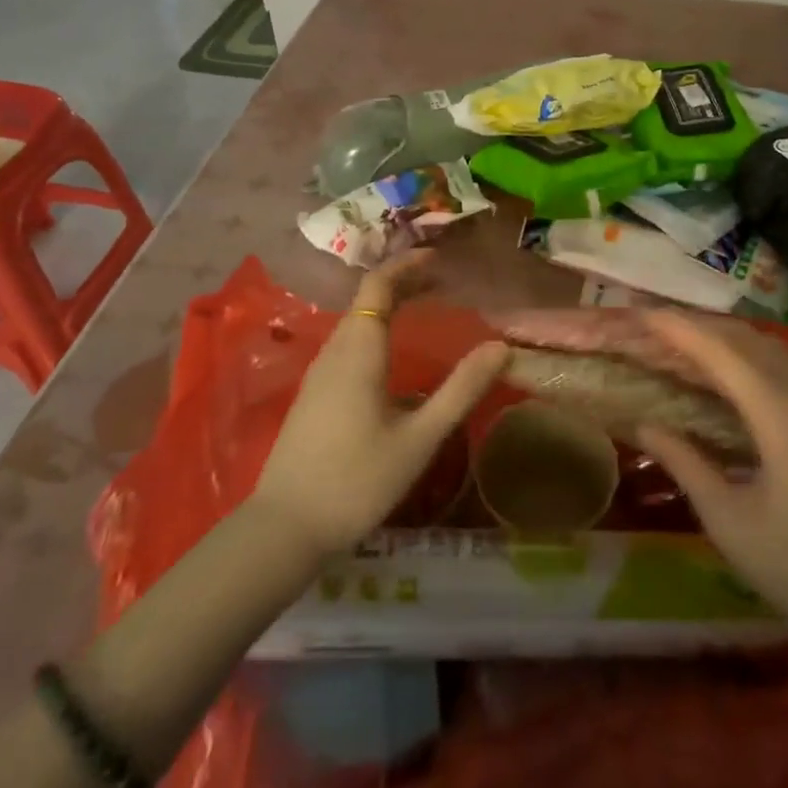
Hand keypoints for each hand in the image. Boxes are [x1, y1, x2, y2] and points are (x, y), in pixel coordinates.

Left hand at [250, 250, 508, 556]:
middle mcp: (334, 351)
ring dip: (389, 306)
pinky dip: (375, 330)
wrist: (285, 529)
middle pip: (367, 299)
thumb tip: (502, 347)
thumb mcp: (419, 438)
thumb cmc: (357, 480)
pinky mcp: (313, 395)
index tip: (440, 258)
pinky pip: (348, 343)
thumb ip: (461, 390)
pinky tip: (393, 356)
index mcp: (358, 350)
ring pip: (355, 321)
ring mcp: (319, 373)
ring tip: (425, 308)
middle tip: (444, 281)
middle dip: (404, 282)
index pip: (378, 285)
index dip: (408, 264)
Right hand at [634, 312, 787, 648]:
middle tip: (648, 322)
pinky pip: (780, 362)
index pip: (720, 352)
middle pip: (743, 338)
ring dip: (720, 333)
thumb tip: (644, 424)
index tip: (638, 312)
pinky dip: (743, 350)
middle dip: (694, 323)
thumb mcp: (728, 520)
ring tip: (678, 336)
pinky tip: (723, 365)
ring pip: (765, 345)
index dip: (677, 328)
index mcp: (780, 415)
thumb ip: (684, 462)